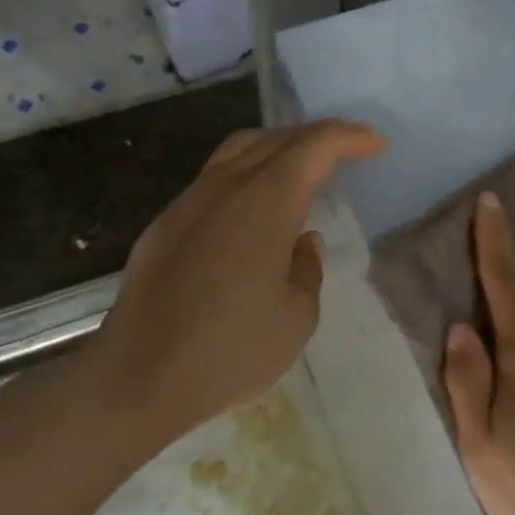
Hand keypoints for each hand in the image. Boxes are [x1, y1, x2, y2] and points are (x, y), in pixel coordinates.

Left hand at [85, 120, 384, 444]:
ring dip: (278, 146)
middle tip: (347, 148)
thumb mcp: (297, 316)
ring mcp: (188, 202)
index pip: (313, 148)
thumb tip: (301, 241)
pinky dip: (247, 172)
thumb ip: (307, 268)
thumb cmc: (231, 350)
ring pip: (238, 150)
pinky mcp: (165, 224)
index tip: (376, 144)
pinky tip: (255, 205)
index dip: (348, 138)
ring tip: (303, 165)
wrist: (139, 377)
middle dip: (317, 136)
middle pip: (276, 139)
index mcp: (266, 203)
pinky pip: (214, 177)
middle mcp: (225, 188)